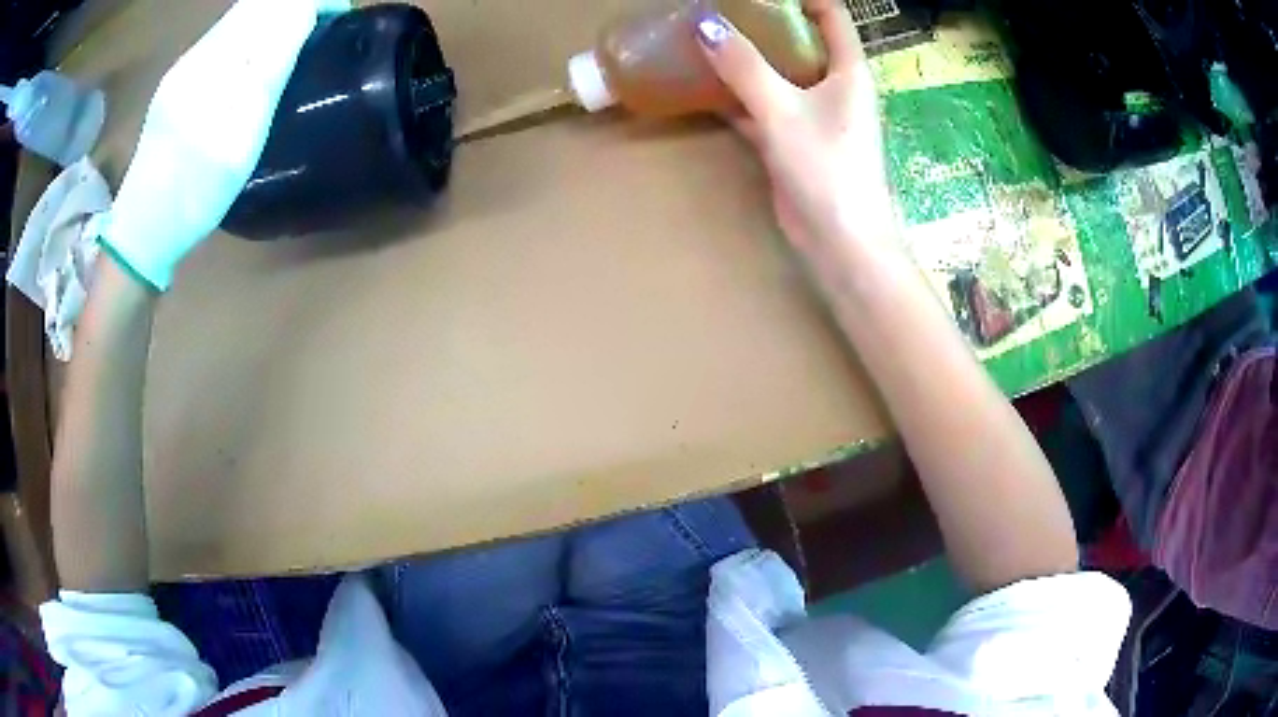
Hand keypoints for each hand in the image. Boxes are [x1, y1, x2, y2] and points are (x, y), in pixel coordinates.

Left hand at [102, 0, 347, 290]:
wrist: (143, 229)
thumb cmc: (196, 193)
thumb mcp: (243, 136)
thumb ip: (270, 71)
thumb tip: (302, 17)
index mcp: (218, 65)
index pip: (276, 8)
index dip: (313, 3)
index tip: (341, 12)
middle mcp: (200, 53)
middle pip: (255, 6)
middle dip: (295, 5)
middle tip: (323, 21)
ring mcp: (185, 65)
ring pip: (239, 18)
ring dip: (274, 16)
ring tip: (298, 32)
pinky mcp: (178, 79)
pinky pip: (223, 36)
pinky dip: (251, 32)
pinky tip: (257, 52)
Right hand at [696, 0, 896, 259]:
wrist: (840, 242)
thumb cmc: (827, 169)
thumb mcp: (782, 110)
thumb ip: (743, 66)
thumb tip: (705, 24)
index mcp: (848, 71)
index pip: (831, 16)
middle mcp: (835, 87)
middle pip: (803, 40)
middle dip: (766, 22)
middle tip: (725, 10)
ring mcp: (814, 115)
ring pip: (780, 73)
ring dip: (750, 57)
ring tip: (709, 36)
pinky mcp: (794, 141)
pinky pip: (764, 105)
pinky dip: (739, 94)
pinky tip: (707, 84)